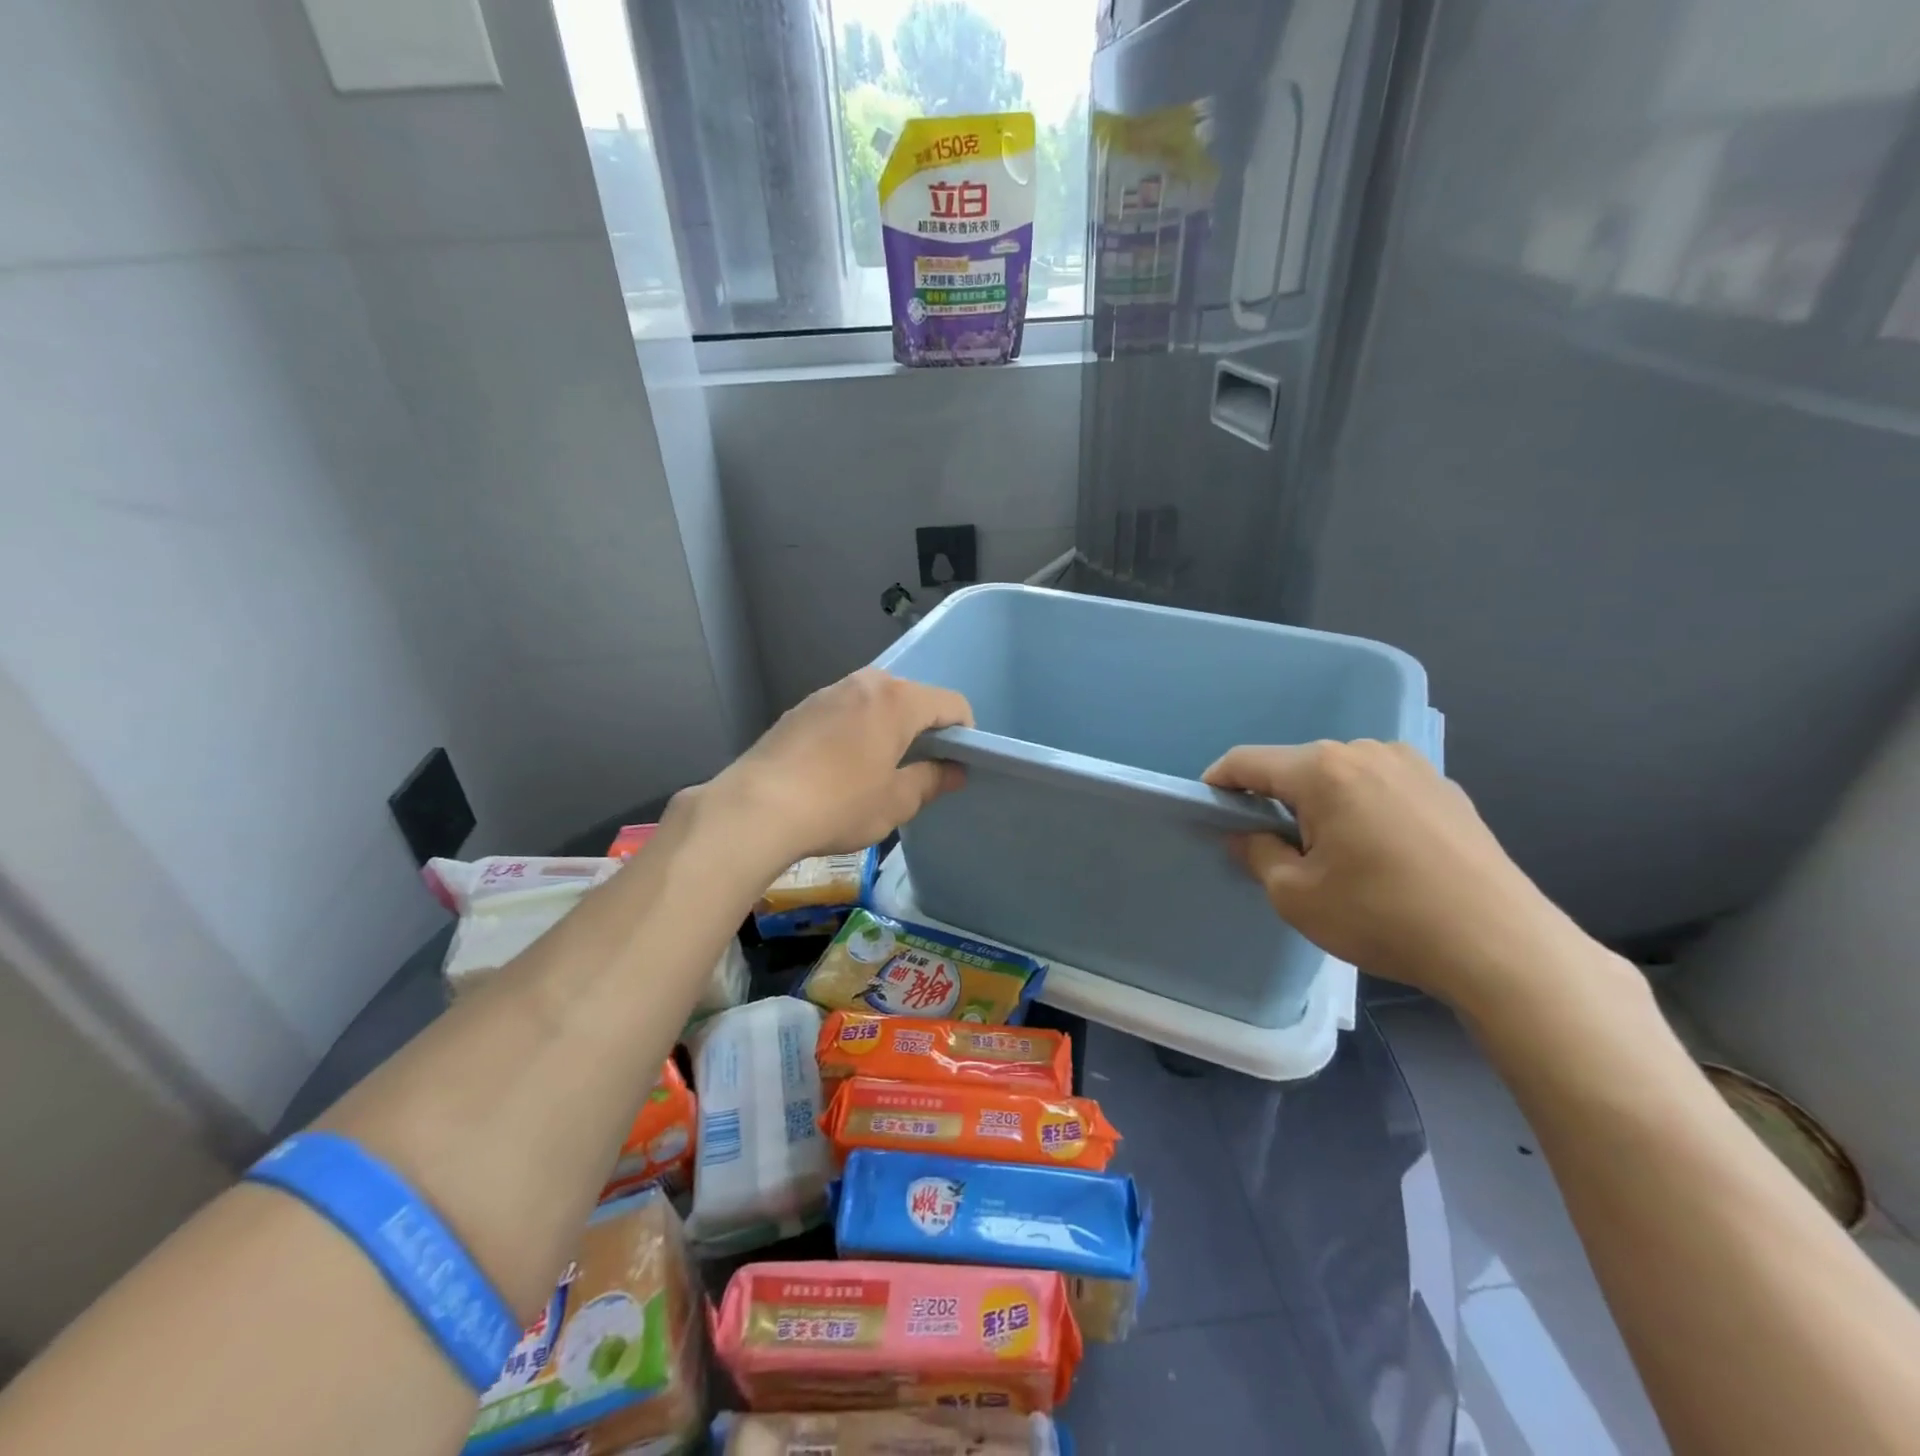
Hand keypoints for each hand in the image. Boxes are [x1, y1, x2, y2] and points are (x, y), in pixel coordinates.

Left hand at [706, 668, 973, 867]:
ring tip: (878, 769)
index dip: (964, 733)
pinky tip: (840, 768)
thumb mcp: (895, 802)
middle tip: (919, 769)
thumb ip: (931, 780)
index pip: (951, 704)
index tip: (958, 764)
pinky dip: (855, 731)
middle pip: (912, 698)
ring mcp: (827, 692)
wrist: (756, 808)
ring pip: (874, 703)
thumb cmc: (839, 805)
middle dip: (924, 728)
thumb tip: (954, 772)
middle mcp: (864, 683)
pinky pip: (844, 712)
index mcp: (897, 700)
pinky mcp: (799, 709)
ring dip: (887, 728)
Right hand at [1203, 741, 1580, 1006]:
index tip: (1208, 809)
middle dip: (1274, 799)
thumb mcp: (1296, 895)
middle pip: (1297, 767)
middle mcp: (1367, 752)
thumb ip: (1257, 853)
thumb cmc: (1383, 916)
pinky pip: (1381, 788)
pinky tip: (1377, 854)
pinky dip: (1361, 810)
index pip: (1248, 762)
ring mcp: (1413, 766)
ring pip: (1341, 776)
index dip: (1219, 782)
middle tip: (1271, 847)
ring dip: (1320, 804)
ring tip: (1330, 855)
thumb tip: (1247, 834)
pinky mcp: (1446, 789)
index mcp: (1324, 770)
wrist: (1501, 947)